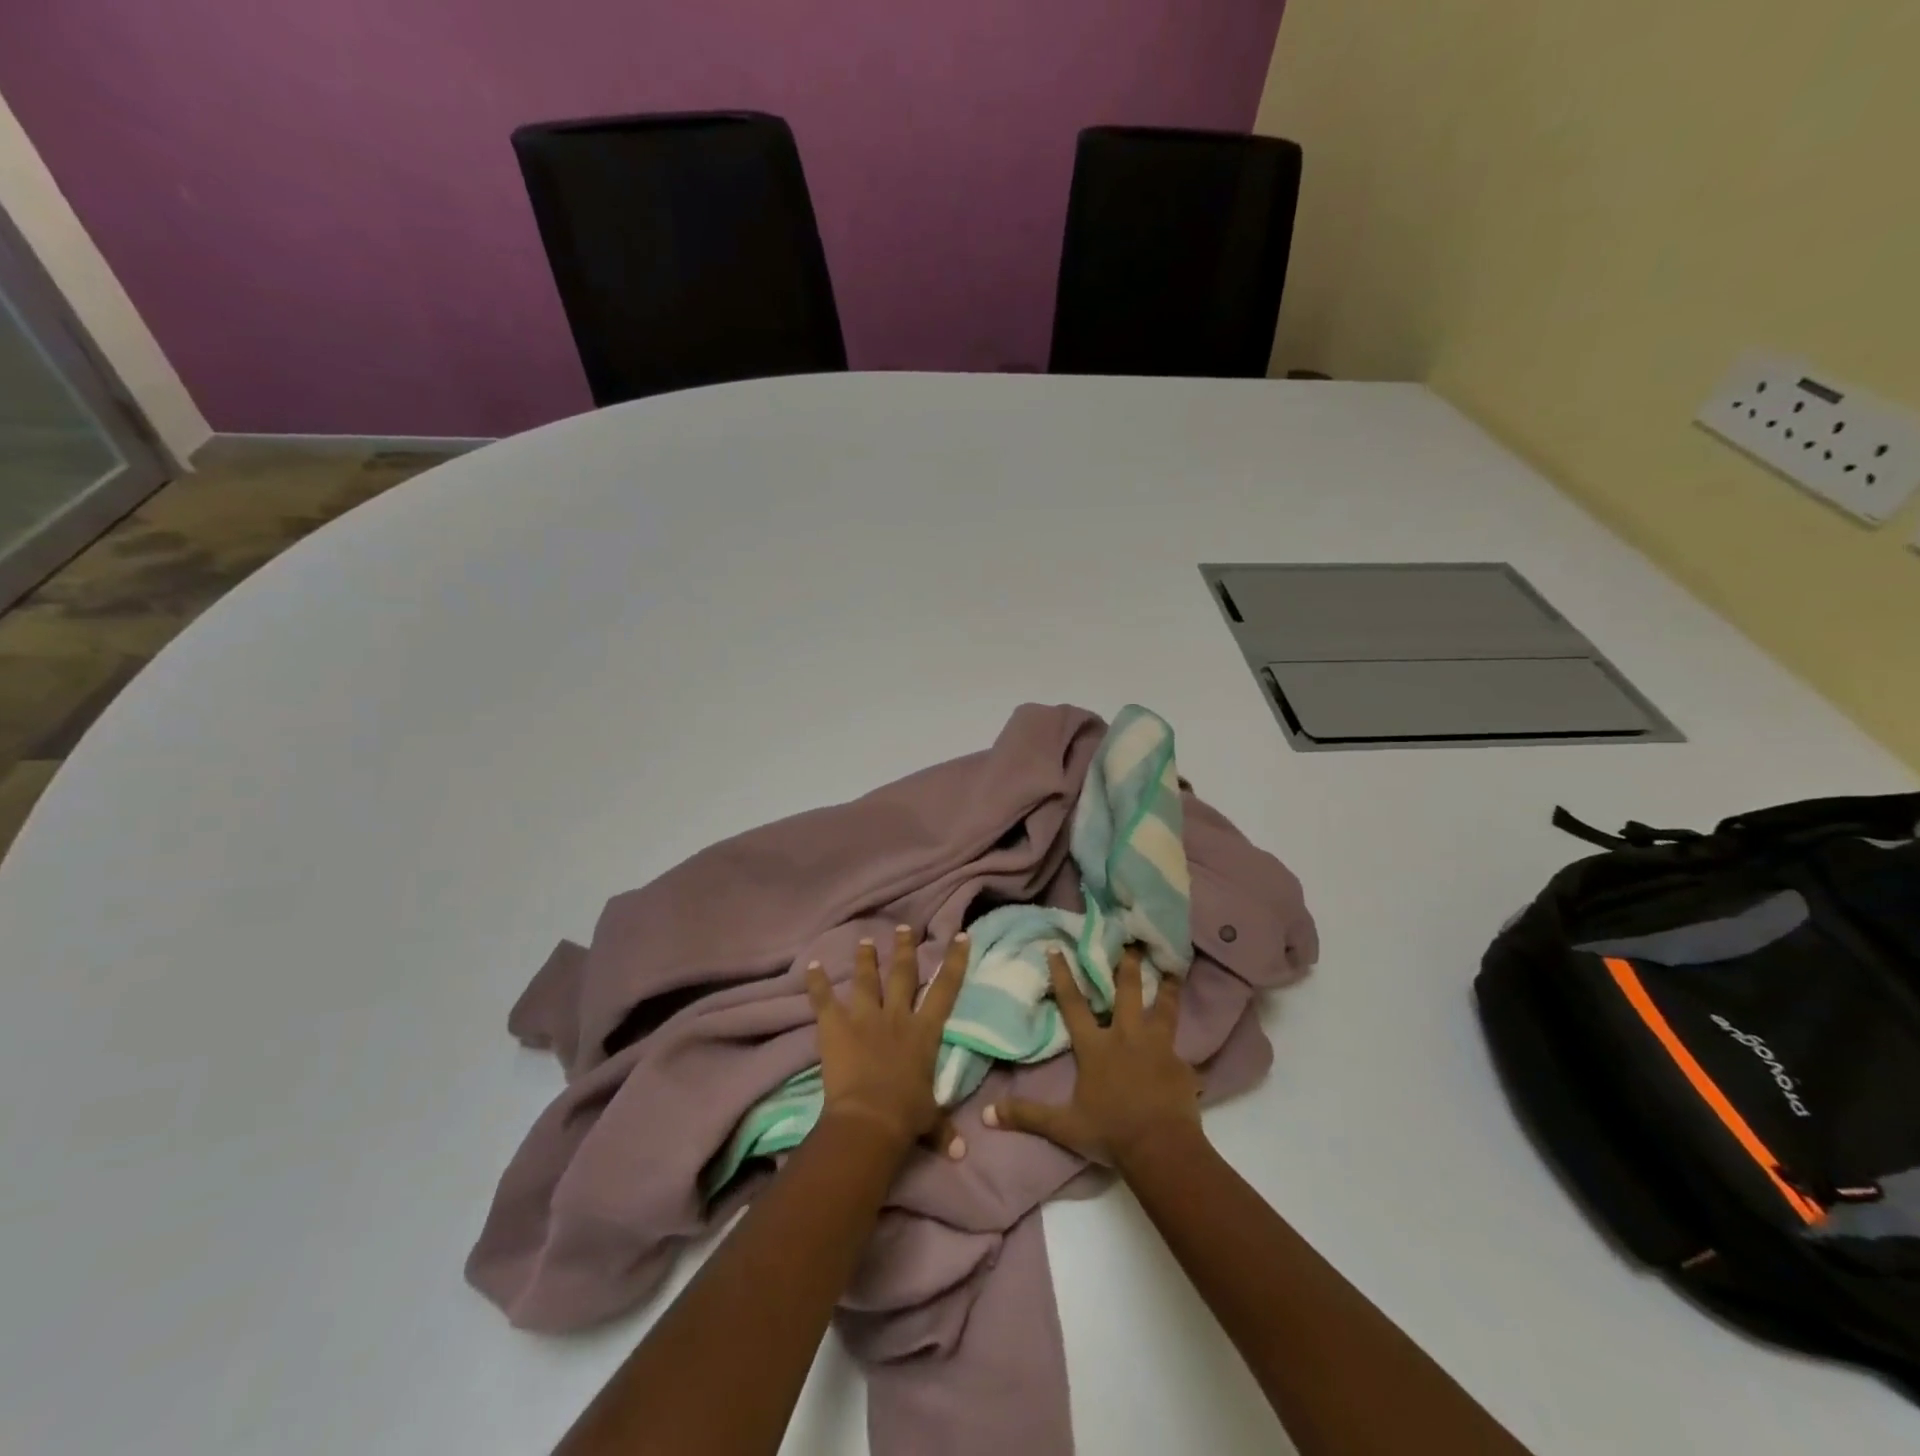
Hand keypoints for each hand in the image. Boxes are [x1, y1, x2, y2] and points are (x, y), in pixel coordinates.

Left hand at [807, 927, 968, 1158]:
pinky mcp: (836, 1025)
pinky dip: (816, 982)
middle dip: (904, 949)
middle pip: (902, 973)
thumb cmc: (905, 1116)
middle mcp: (897, 1015)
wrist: (869, 1118)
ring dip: (865, 959)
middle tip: (903, 929)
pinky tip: (811, 965)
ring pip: (866, 979)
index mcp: (924, 1032)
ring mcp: (865, 1017)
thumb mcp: (929, 1119)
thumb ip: (943, 1129)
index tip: (960, 935)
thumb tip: (962, 1154)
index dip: (954, 961)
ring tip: (865, 940)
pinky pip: (824, 999)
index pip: (945, 988)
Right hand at [984, 946, 1200, 1167]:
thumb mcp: (1064, 1126)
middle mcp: (1127, 1037)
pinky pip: (1183, 1052)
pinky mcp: (1182, 1066)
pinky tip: (1190, 1051)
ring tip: (1174, 969)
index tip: (1057, 947)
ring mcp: (1158, 1048)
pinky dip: (1184, 1048)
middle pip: (1128, 992)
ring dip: (1168, 988)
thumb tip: (987, 1114)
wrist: (1161, 1149)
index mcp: (1096, 1047)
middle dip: (1128, 965)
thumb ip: (1027, 1116)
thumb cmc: (1110, 1133)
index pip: (1074, 1004)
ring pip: (1164, 1009)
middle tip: (1132, 941)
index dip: (1064, 975)